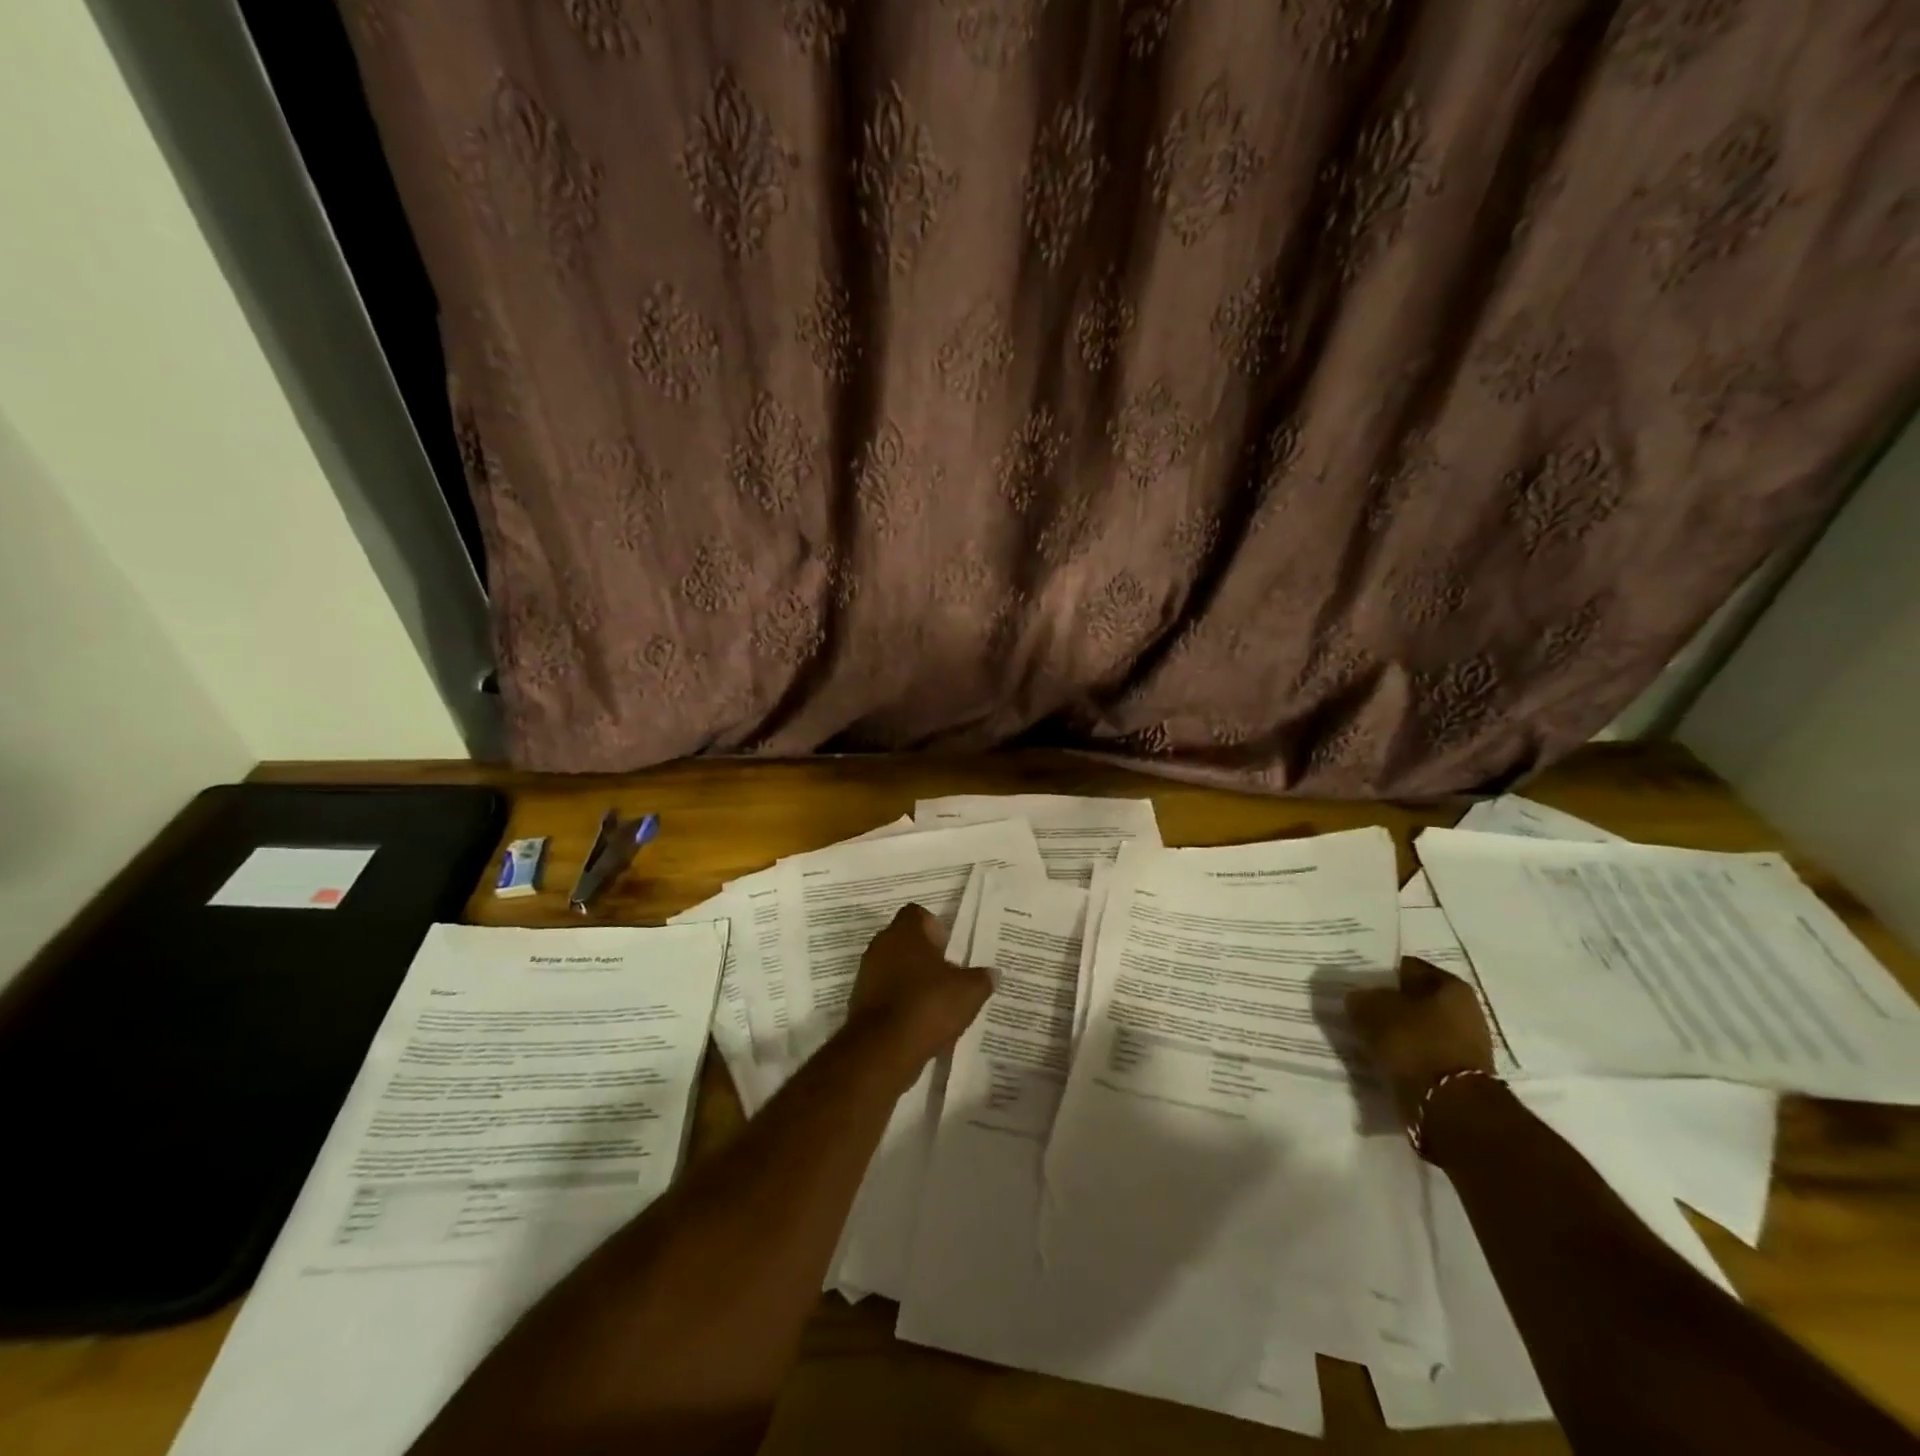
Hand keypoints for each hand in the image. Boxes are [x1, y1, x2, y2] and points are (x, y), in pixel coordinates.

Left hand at [847, 905, 991, 1067]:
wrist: (883, 1049)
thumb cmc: (928, 1005)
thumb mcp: (969, 992)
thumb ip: (982, 978)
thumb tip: (992, 973)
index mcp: (905, 932)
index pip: (918, 914)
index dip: (936, 928)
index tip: (950, 949)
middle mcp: (881, 945)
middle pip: (906, 942)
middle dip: (926, 957)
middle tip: (948, 977)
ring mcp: (867, 974)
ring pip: (895, 969)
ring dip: (913, 982)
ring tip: (937, 1005)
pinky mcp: (859, 1002)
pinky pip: (886, 994)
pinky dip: (901, 1004)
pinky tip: (920, 1024)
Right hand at [1346, 957, 1495, 1122]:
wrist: (1448, 1107)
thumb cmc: (1414, 1044)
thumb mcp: (1371, 1010)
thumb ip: (1360, 998)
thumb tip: (1357, 999)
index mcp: (1451, 985)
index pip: (1406, 967)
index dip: (1378, 974)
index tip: (1356, 985)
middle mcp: (1465, 1010)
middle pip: (1414, 1000)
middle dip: (1388, 1006)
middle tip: (1358, 1012)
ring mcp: (1465, 1044)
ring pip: (1417, 1029)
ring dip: (1395, 1033)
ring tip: (1367, 1038)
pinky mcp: (1458, 1073)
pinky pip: (1422, 1054)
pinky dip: (1404, 1056)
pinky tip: (1383, 1059)